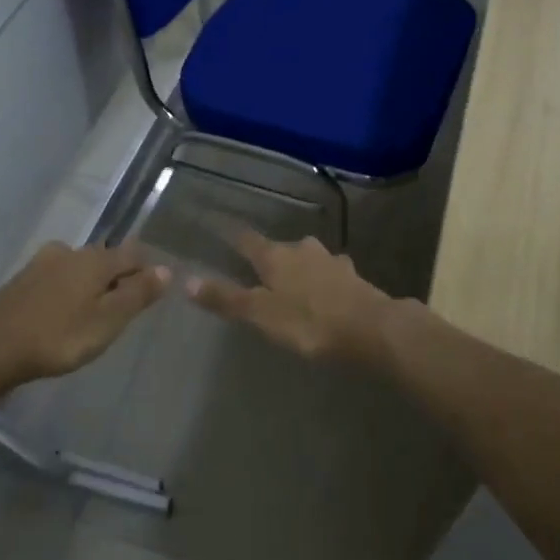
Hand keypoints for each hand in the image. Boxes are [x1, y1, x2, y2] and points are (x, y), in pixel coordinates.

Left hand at [0, 242, 170, 387]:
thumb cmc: (59, 336)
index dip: (146, 270)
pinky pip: (57, 278)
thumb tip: (165, 270)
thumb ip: (137, 294)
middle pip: (105, 258)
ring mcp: (42, 263)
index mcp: (95, 260)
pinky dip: (68, 290)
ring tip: (95, 310)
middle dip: (118, 276)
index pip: (132, 255)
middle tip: (125, 305)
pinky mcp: (22, 280)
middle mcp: (70, 252)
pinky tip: (64, 311)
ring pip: (79, 267)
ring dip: (91, 283)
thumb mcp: (107, 320)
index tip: (153, 292)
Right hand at [184, 229, 393, 364]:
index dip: (232, 237)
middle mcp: (302, 249)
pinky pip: (328, 273)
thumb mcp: (262, 314)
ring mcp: (331, 260)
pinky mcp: (353, 276)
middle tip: (256, 270)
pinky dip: (320, 280)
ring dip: (297, 267)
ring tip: (289, 283)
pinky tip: (323, 292)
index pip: (246, 240)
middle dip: (268, 256)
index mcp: (276, 256)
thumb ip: (227, 299)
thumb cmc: (310, 321)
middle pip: (278, 248)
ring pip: (306, 258)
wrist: (373, 329)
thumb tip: (186, 281)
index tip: (219, 230)